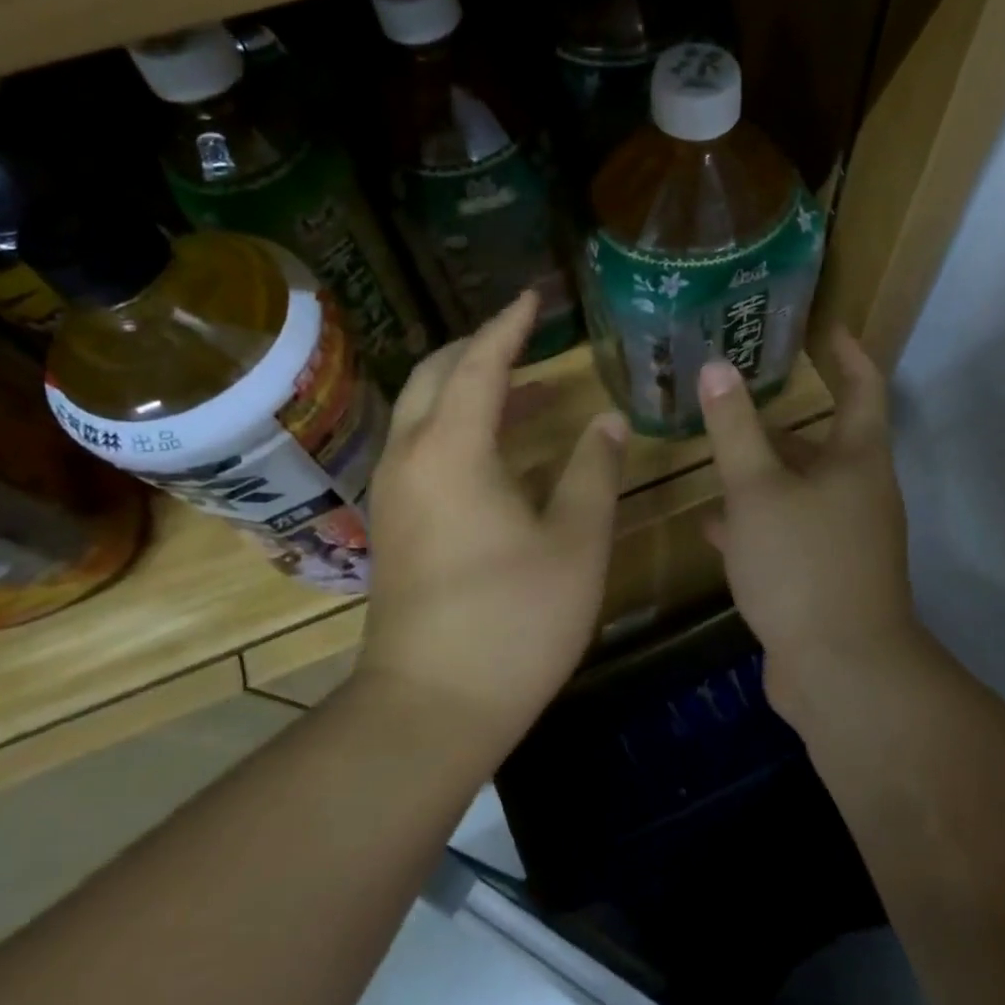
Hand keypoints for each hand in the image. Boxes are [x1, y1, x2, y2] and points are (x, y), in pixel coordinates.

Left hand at [355, 291, 627, 747]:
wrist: (430, 707)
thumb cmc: (514, 620)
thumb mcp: (575, 542)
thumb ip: (593, 472)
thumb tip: (607, 421)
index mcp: (453, 450)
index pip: (481, 364)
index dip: (510, 326)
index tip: (535, 297)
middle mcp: (412, 458)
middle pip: (436, 376)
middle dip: (480, 348)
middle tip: (527, 338)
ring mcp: (396, 494)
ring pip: (424, 413)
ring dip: (470, 389)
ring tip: (529, 392)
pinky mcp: (396, 525)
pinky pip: (424, 448)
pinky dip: (460, 427)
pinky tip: (503, 453)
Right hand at [698, 326, 922, 723]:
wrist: (842, 673)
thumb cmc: (803, 564)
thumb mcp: (757, 490)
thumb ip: (735, 428)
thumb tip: (718, 365)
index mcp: (857, 460)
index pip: (863, 387)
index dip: (846, 352)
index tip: (823, 326)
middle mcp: (859, 493)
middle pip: (823, 441)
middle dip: (782, 420)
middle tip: (737, 396)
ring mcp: (845, 538)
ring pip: (800, 489)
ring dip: (763, 472)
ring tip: (716, 454)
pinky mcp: (825, 575)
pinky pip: (789, 532)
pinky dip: (757, 522)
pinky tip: (716, 525)